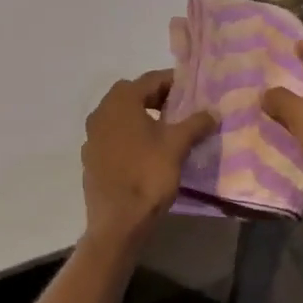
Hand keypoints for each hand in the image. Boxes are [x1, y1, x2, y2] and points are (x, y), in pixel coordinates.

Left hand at [81, 71, 217, 250]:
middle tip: (182, 111)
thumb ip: (195, 124)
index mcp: (121, 100)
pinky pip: (113, 136)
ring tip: (167, 132)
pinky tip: (146, 153)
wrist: (116, 223)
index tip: (193, 92)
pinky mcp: (90, 157)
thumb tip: (213, 112)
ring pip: (122, 116)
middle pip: (134, 95)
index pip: (151, 79)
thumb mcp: (177, 146)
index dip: (174, 83)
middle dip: (158, 99)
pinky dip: (130, 137)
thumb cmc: (147, 175)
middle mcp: (101, 111)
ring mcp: (92, 135)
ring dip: (143, 118)